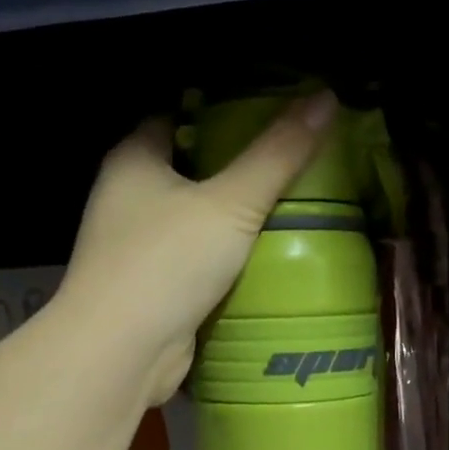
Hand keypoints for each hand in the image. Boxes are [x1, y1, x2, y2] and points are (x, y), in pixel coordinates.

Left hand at [59, 92, 338, 405]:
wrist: (123, 352)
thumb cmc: (167, 263)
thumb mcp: (231, 203)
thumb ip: (276, 156)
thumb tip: (325, 98)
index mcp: (133, 161)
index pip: (175, 116)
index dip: (219, 111)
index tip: (268, 114)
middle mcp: (127, 200)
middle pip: (188, 172)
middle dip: (234, 171)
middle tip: (290, 166)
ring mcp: (137, 250)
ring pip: (193, 224)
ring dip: (231, 223)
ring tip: (289, 212)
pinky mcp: (153, 292)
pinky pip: (195, 266)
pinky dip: (224, 264)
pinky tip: (264, 264)